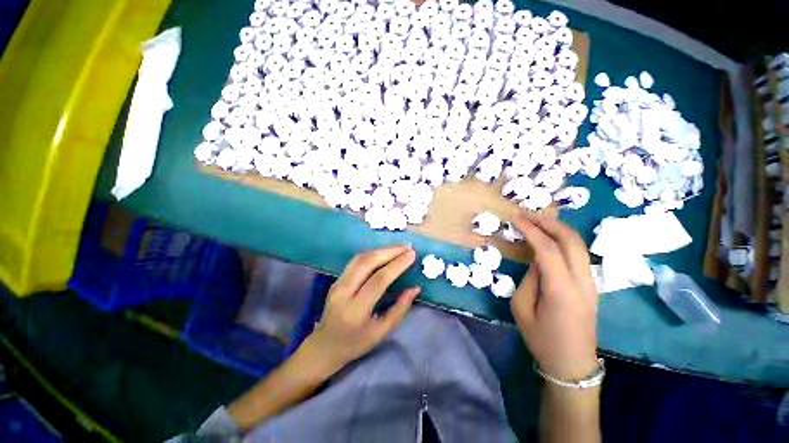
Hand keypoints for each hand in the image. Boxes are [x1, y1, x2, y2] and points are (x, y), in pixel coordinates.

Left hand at [302, 245, 419, 375]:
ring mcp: (337, 283)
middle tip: (407, 248)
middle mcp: (343, 292)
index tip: (412, 255)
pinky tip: (384, 253)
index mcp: (355, 310)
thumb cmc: (356, 343)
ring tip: (398, 248)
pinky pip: (356, 261)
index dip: (397, 265)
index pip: (379, 280)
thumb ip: (399, 309)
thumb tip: (415, 288)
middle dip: (390, 252)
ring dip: (381, 250)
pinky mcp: (337, 279)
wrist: (324, 346)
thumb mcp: (381, 332)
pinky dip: (372, 254)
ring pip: (360, 258)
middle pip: (367, 263)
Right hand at [511, 212, 598, 381]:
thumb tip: (536, 259)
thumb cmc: (541, 339)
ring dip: (558, 229)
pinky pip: (578, 254)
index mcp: (561, 290)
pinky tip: (549, 238)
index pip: (548, 249)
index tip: (516, 219)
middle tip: (528, 215)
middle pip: (571, 241)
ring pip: (579, 245)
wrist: (572, 364)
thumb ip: (529, 278)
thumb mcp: (522, 308)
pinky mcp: (591, 285)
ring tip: (537, 221)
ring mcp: (591, 283)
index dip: (531, 230)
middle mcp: (582, 282)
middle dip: (549, 223)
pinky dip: (563, 240)